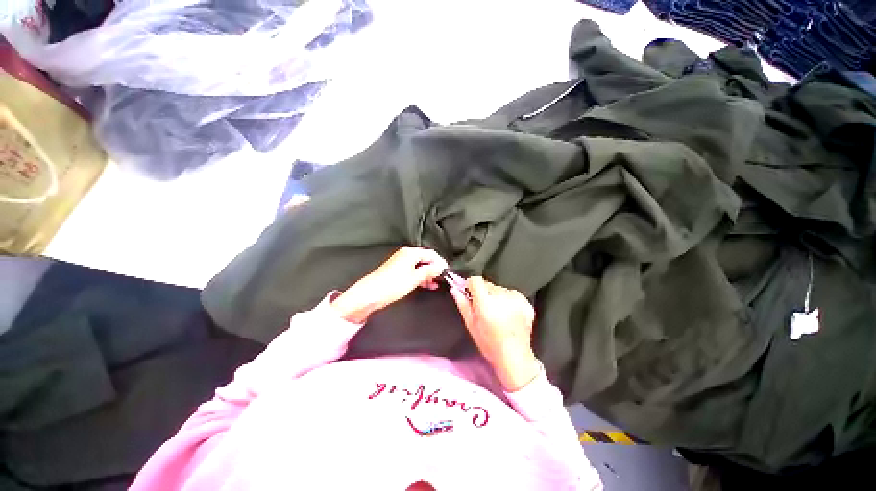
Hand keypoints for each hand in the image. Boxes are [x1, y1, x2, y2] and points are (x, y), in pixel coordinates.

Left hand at [331, 247, 447, 323]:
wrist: (370, 294)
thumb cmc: (392, 285)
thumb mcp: (415, 278)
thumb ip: (430, 271)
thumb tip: (441, 266)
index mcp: (411, 253)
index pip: (431, 253)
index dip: (441, 262)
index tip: (447, 272)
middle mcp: (406, 254)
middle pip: (425, 259)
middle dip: (435, 268)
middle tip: (441, 279)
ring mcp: (401, 262)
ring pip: (420, 266)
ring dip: (428, 274)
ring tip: (435, 284)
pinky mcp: (397, 270)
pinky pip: (413, 271)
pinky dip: (420, 277)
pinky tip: (425, 284)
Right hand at [449, 277, 539, 391]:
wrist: (515, 357)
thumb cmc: (489, 344)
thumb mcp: (471, 324)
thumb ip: (463, 304)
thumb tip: (454, 289)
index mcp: (486, 303)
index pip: (476, 280)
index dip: (471, 286)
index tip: (470, 294)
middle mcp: (502, 297)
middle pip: (488, 284)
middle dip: (484, 292)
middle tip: (484, 308)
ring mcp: (516, 299)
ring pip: (500, 288)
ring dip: (496, 296)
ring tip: (497, 312)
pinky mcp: (526, 303)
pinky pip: (512, 294)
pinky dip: (508, 300)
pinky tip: (508, 314)